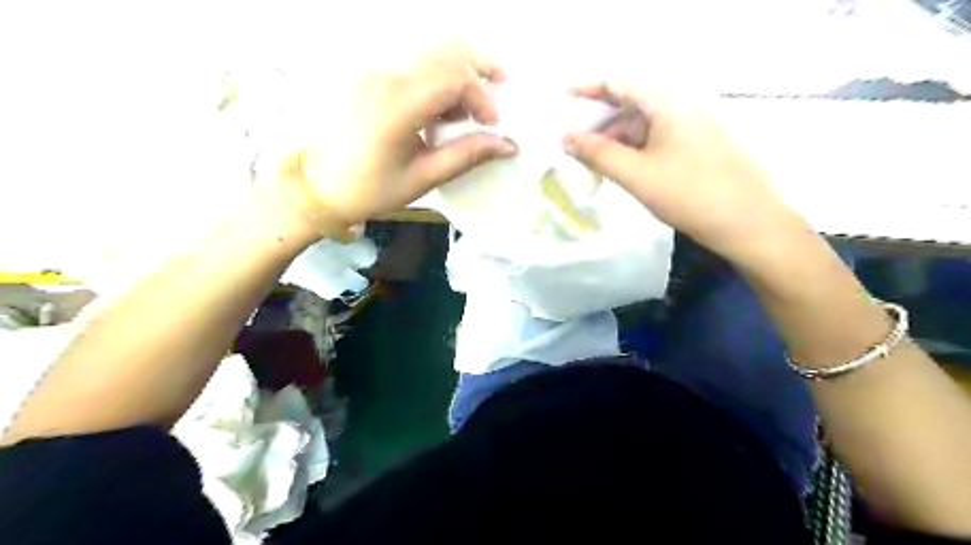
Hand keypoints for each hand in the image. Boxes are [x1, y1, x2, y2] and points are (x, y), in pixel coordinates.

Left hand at [279, 41, 514, 238]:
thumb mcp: (424, 177)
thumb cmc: (371, 189)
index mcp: (398, 105)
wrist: (320, 186)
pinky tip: (443, 105)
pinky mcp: (371, 74)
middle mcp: (386, 76)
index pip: (455, 78)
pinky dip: (440, 74)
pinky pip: (415, 61)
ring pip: (432, 49)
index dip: (483, 98)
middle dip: (481, 69)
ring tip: (468, 107)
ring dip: (461, 69)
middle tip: (499, 92)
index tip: (492, 125)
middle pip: (447, 50)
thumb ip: (467, 155)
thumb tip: (507, 144)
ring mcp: (375, 70)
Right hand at [557, 81, 809, 263]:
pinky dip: (635, 150)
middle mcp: (682, 104)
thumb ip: (597, 153)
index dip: (587, 89)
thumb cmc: (689, 194)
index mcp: (667, 100)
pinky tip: (622, 169)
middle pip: (630, 102)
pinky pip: (658, 138)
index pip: (619, 81)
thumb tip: (566, 139)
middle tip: (573, 145)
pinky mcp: (699, 145)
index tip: (562, 104)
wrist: (750, 223)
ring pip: (643, 123)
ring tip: (593, 164)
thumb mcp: (636, 174)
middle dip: (599, 122)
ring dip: (616, 140)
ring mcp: (693, 125)